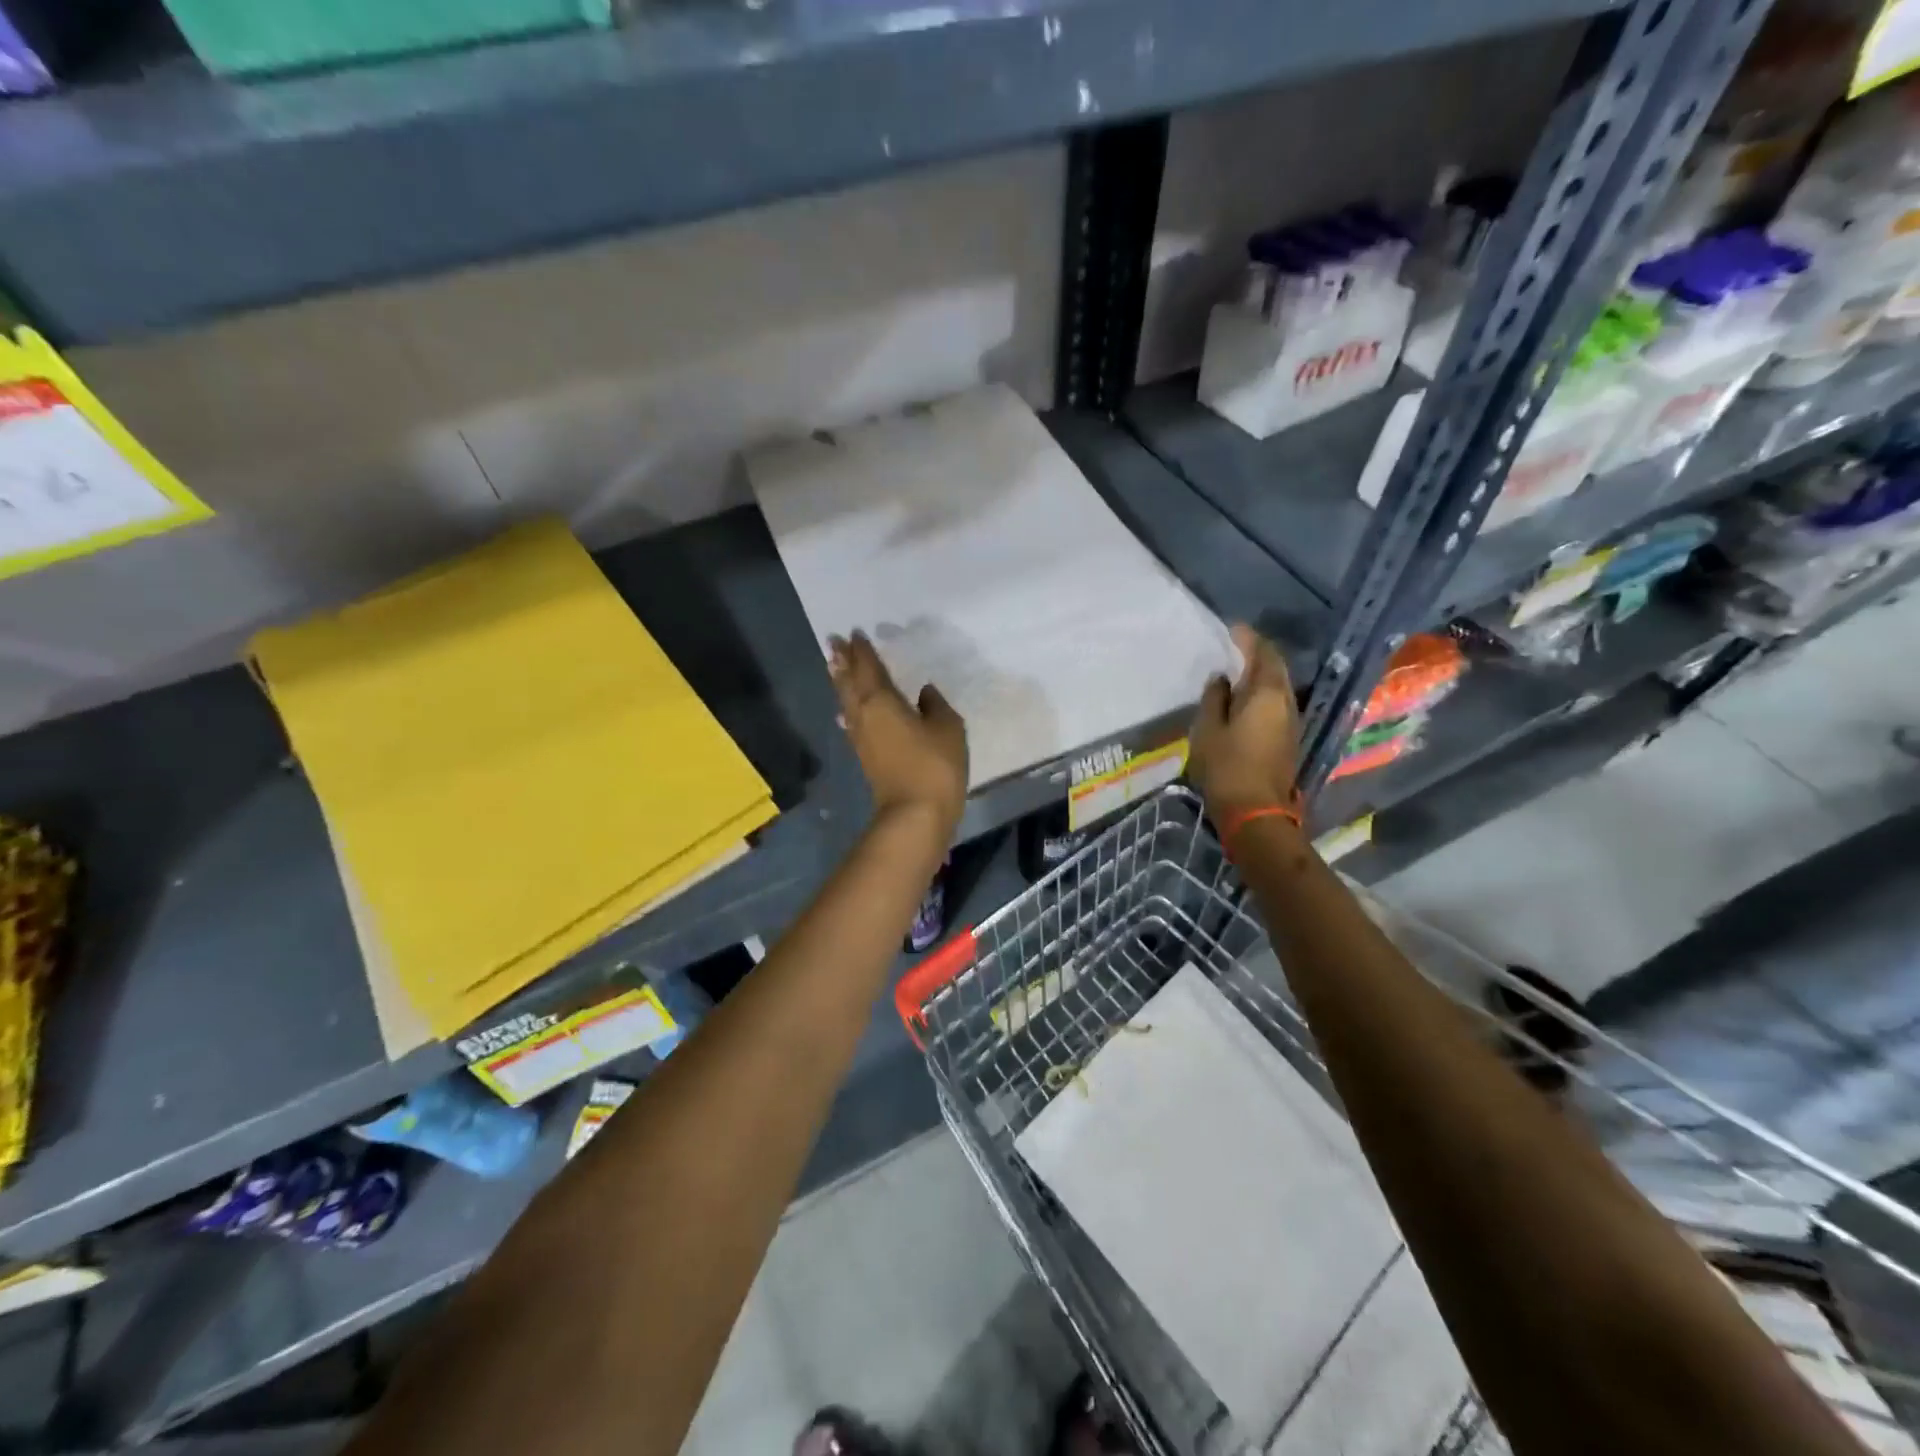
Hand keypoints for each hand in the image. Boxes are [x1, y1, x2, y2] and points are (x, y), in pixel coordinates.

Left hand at [829, 632, 968, 832]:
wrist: (915, 814)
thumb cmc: (933, 765)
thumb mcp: (947, 728)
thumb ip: (935, 705)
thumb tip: (923, 692)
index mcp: (882, 701)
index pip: (869, 668)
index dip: (862, 650)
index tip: (854, 633)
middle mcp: (864, 715)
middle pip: (849, 682)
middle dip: (842, 661)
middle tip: (833, 642)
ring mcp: (861, 738)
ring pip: (847, 702)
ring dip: (841, 682)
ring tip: (835, 666)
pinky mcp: (865, 757)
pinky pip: (852, 722)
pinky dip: (848, 709)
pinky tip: (847, 712)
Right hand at [1187, 623, 1300, 816]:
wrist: (1256, 813)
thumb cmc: (1226, 767)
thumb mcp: (1208, 729)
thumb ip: (1214, 698)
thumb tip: (1222, 680)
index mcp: (1266, 694)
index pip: (1263, 654)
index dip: (1249, 638)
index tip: (1233, 629)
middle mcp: (1285, 702)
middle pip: (1276, 668)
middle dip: (1258, 654)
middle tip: (1235, 647)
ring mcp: (1290, 722)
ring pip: (1278, 687)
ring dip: (1260, 675)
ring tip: (1236, 671)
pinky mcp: (1287, 740)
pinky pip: (1276, 704)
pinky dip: (1261, 694)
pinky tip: (1243, 700)